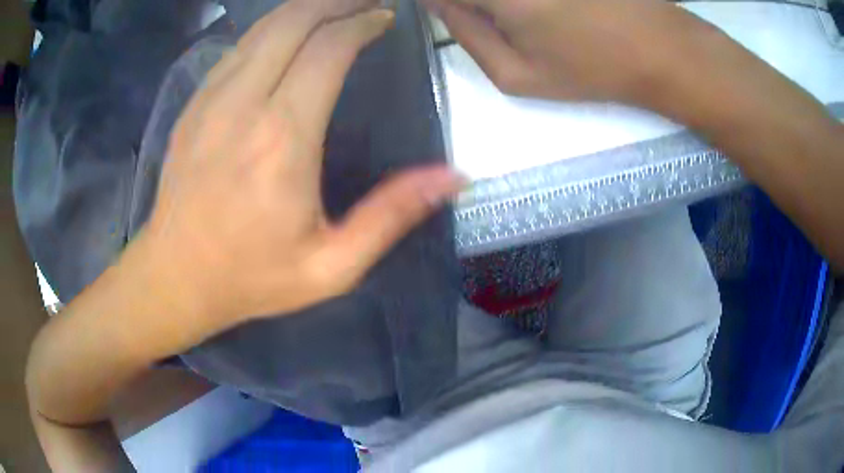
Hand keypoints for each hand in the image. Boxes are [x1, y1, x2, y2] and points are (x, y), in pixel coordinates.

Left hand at [143, 0, 463, 324]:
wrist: (175, 277)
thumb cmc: (251, 277)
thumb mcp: (332, 265)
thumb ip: (392, 215)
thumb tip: (454, 177)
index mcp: (283, 138)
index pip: (329, 48)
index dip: (363, 23)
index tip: (385, 18)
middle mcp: (243, 103)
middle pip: (293, 21)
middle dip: (335, 1)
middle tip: (366, 2)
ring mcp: (210, 99)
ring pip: (262, 28)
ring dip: (303, 9)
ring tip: (334, 8)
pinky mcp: (193, 105)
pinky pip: (237, 48)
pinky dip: (270, 30)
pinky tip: (287, 35)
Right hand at [425, 0, 712, 105]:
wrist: (658, 49)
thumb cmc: (590, 68)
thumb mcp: (519, 75)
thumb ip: (466, 35)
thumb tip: (437, 4)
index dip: (437, 3)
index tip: (450, 13)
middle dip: (470, 5)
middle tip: (495, 23)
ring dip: (501, 7)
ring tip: (536, 28)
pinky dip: (525, 4)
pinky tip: (549, 14)